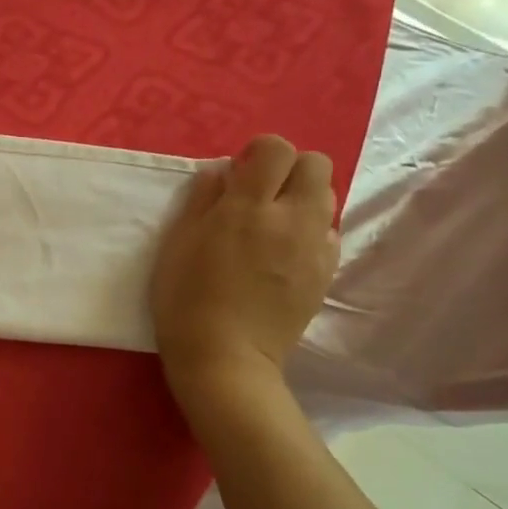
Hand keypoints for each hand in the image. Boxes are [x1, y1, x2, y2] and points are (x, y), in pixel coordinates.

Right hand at [150, 134, 339, 398]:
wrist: (225, 359)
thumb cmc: (185, 300)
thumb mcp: (177, 245)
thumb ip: (202, 201)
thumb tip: (222, 173)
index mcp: (247, 208)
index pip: (277, 149)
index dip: (260, 151)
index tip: (241, 171)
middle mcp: (290, 219)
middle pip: (316, 164)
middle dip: (290, 168)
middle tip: (261, 193)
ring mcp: (315, 247)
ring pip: (327, 197)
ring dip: (302, 198)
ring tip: (274, 224)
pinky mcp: (326, 273)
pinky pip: (329, 233)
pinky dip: (311, 231)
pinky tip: (285, 254)